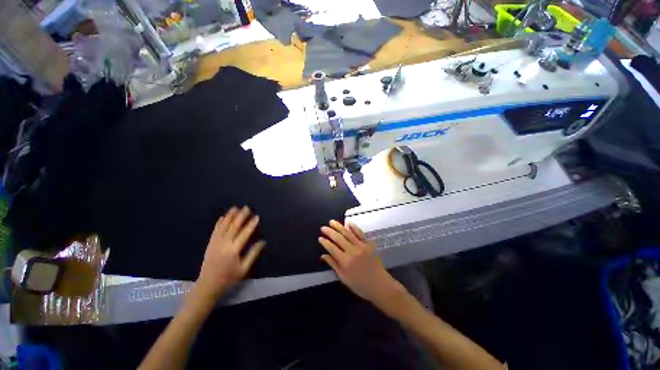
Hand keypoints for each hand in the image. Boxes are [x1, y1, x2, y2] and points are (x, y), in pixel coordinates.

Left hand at [195, 206, 264, 300]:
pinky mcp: (210, 244)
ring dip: (230, 216)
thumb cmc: (228, 278)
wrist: (207, 285)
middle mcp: (224, 244)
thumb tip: (262, 242)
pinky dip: (219, 223)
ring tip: (235, 208)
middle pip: (233, 227)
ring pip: (223, 226)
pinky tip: (223, 217)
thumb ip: (253, 254)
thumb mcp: (244, 269)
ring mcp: (215, 243)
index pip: (244, 234)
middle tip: (246, 207)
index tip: (257, 216)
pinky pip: (215, 230)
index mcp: (233, 250)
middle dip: (240, 216)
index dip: (251, 225)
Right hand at [318, 221, 403, 307]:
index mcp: (345, 261)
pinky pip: (360, 233)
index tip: (320, 238)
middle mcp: (352, 251)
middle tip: (323, 227)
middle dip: (329, 232)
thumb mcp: (344, 278)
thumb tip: (323, 255)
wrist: (380, 285)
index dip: (325, 242)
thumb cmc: (360, 285)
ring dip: (339, 226)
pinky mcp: (368, 244)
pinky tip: (348, 222)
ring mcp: (361, 246)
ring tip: (332, 222)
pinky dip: (353, 227)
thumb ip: (333, 265)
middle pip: (338, 238)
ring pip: (347, 233)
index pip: (332, 248)